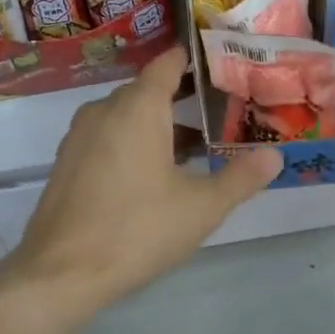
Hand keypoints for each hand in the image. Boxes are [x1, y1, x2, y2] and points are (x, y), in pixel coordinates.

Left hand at [3, 48, 283, 322]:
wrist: (59, 274)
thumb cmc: (137, 229)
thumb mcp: (201, 208)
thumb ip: (240, 177)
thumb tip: (275, 155)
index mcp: (139, 106)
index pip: (167, 64)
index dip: (192, 59)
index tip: (220, 63)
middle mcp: (106, 109)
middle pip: (148, 89)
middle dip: (183, 96)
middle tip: (221, 111)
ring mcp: (80, 134)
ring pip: (126, 114)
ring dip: (157, 122)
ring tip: (194, 147)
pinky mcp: (67, 161)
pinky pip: (107, 134)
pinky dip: (131, 140)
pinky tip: (151, 173)